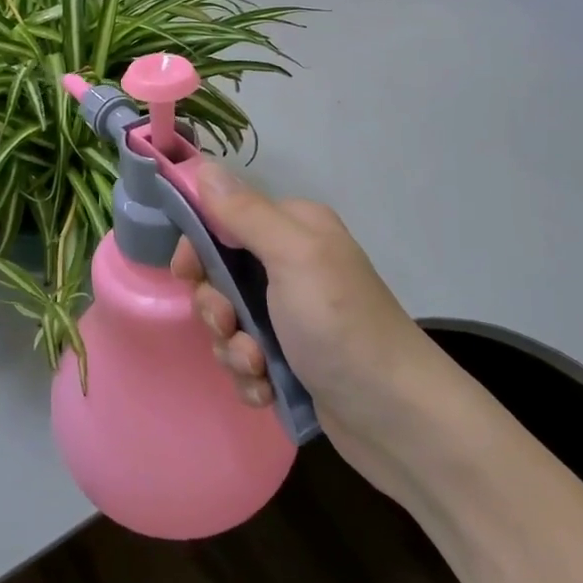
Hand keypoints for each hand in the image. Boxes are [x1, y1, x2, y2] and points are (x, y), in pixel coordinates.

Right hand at [177, 164, 436, 491]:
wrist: (395, 417)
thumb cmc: (340, 324)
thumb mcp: (293, 257)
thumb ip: (245, 213)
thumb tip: (205, 165)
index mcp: (293, 229)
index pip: (223, 218)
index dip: (198, 245)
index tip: (187, 273)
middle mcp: (291, 265)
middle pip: (220, 274)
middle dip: (216, 307)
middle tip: (230, 325)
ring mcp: (291, 315)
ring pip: (228, 321)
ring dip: (233, 347)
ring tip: (257, 366)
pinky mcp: (290, 359)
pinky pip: (244, 358)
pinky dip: (249, 375)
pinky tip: (266, 389)